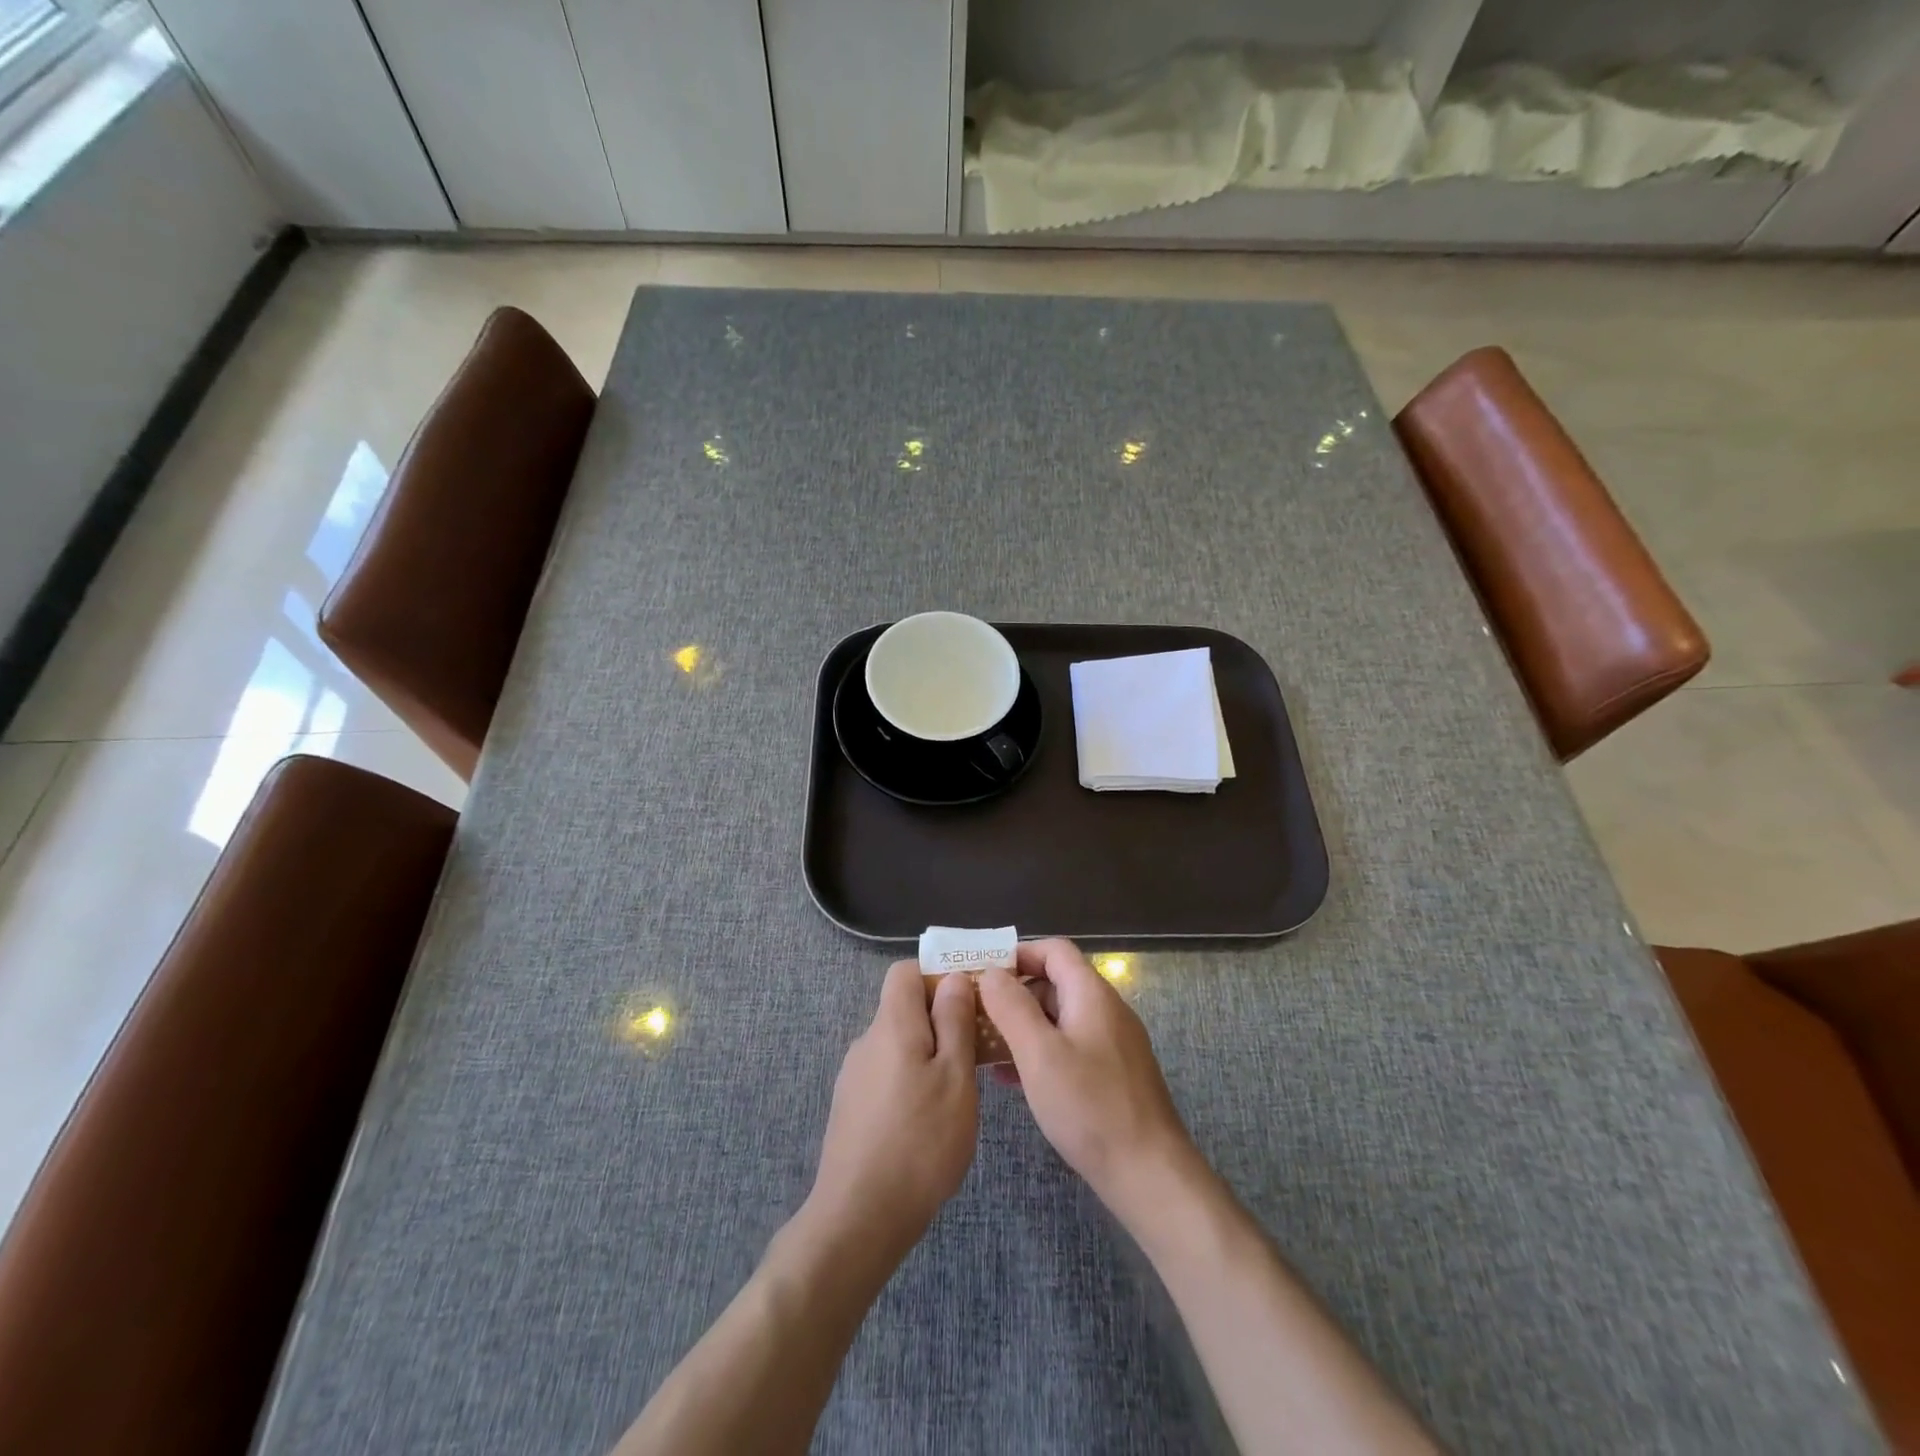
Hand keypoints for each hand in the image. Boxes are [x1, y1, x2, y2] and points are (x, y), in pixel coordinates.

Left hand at [806, 961, 977, 1258]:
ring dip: (928, 1054)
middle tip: (976, 1051)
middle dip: (941, 1019)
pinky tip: (930, 1121)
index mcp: (892, 1025)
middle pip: (904, 1009)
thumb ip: (954, 1022)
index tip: (971, 1000)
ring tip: (960, 1091)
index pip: (906, 971)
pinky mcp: (851, 1108)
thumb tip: (953, 977)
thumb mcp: (955, 1077)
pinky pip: (887, 1074)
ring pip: (898, 1045)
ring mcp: (855, 1076)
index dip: (938, 974)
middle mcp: (867, 1042)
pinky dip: (911, 1081)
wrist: (859, 1217)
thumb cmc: (920, 1142)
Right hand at [978, 939, 1201, 1228]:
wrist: (1149, 1174)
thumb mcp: (1039, 1053)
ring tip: (986, 1050)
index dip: (1017, 955)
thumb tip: (991, 972)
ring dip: (1023, 1027)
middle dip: (1014, 994)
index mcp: (1092, 994)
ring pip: (1060, 1018)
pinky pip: (1070, 1047)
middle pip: (1055, 982)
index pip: (1053, 950)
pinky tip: (1014, 1080)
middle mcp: (1106, 1010)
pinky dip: (1041, 1052)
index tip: (982, 975)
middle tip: (976, 1017)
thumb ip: (1011, 1007)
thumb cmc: (1090, 1107)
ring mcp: (1113, 1043)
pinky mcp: (1113, 1074)